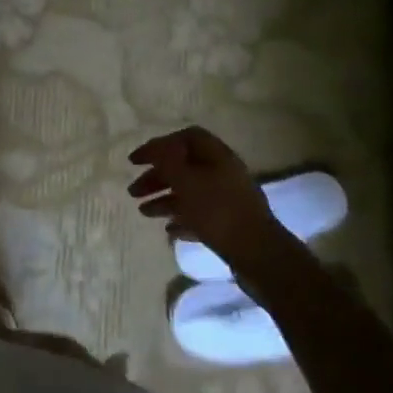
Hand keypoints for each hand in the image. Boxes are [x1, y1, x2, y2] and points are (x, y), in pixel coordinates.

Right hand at [128, 127, 293, 292]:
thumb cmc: (218, 211)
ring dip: (164, 199)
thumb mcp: (186, 181)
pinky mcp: (229, 222)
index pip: (185, 137)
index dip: (158, 145)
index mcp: (217, 156)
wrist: (258, 255)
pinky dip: (181, 218)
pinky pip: (199, 213)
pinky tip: (168, 229)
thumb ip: (167, 161)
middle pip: (184, 166)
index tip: (136, 161)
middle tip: (133, 190)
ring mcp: (228, 198)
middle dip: (156, 176)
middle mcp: (224, 172)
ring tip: (143, 212)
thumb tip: (156, 148)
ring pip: (189, 191)